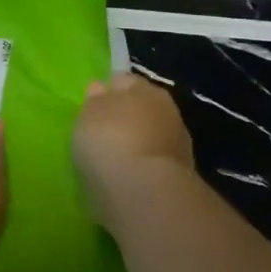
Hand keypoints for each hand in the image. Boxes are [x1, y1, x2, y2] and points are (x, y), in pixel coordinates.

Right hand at [72, 72, 194, 220]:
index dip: (107, 91)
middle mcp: (167, 110)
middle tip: (103, 135)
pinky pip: (154, 163)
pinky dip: (143, 167)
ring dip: (137, 145)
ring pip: (151, 137)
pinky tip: (128, 179)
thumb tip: (100, 89)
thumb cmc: (110, 141)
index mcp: (144, 88)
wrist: (144, 191)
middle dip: (126, 118)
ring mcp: (178, 143)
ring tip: (115, 161)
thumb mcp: (89, 115)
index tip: (93, 108)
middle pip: (141, 108)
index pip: (123, 80)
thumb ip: (94, 100)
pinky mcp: (181, 174)